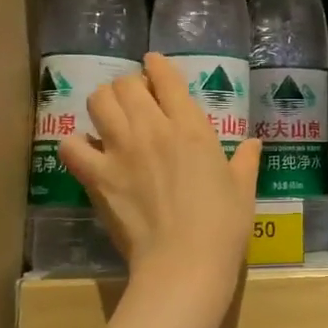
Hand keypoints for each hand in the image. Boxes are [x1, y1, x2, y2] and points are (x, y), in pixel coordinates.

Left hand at [59, 53, 262, 309]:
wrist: (185, 262)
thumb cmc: (223, 225)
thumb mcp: (243, 188)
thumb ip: (246, 160)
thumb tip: (254, 143)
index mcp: (190, 126)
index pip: (166, 77)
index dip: (157, 65)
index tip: (153, 66)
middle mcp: (152, 128)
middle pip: (126, 84)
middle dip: (129, 85)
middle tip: (135, 100)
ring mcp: (121, 150)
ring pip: (98, 101)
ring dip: (103, 104)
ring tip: (110, 118)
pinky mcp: (97, 177)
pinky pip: (72, 145)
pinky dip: (76, 144)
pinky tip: (87, 152)